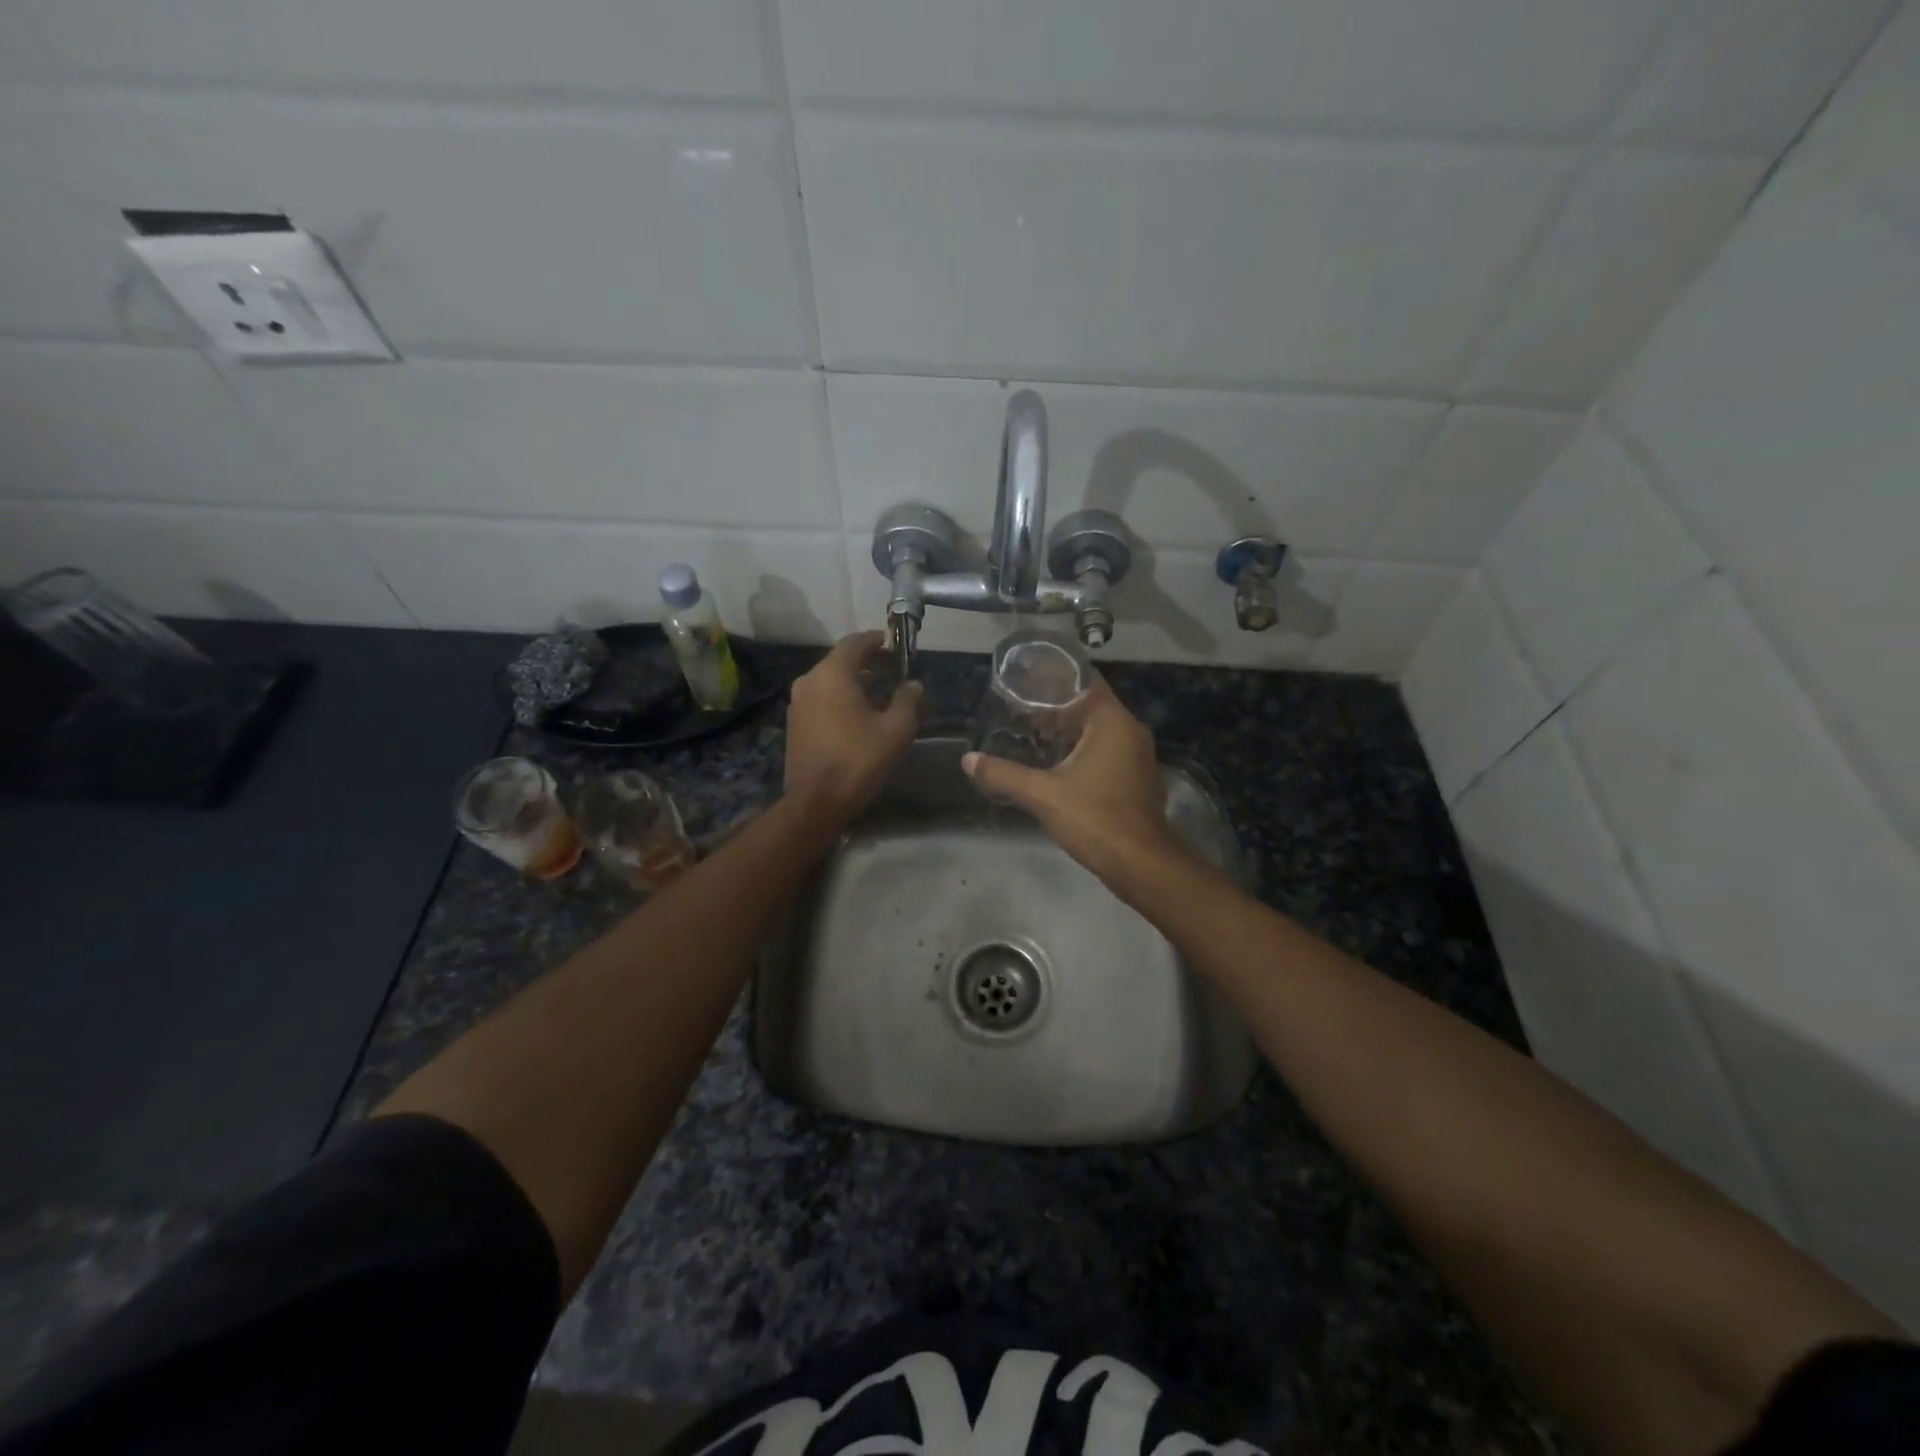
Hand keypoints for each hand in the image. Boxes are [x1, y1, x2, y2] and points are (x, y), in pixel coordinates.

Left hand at [784, 631, 922, 822]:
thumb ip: (907, 700)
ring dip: (851, 681)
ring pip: (828, 680)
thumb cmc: (859, 759)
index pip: (854, 643)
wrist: (817, 800)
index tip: (892, 643)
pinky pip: (820, 698)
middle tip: (889, 668)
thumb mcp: (896, 729)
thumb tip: (913, 684)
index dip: (875, 640)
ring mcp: (797, 703)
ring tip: (877, 691)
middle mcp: (809, 681)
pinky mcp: (793, 723)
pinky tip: (856, 713)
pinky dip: (838, 697)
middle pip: (839, 660)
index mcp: (832, 674)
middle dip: (865, 661)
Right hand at [962, 678, 1189, 888]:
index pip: (1085, 681)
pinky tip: (1055, 760)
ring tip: (1030, 730)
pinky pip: (1105, 748)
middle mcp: (1130, 730)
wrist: (1141, 864)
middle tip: (1019, 706)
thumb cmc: (1095, 819)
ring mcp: (1136, 754)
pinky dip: (1081, 747)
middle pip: (1090, 703)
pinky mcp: (1135, 775)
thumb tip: (968, 761)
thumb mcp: (1042, 795)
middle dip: (1055, 704)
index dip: (1054, 677)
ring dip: (1068, 728)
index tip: (1025, 678)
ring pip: (1098, 728)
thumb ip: (1003, 774)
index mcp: (1112, 722)